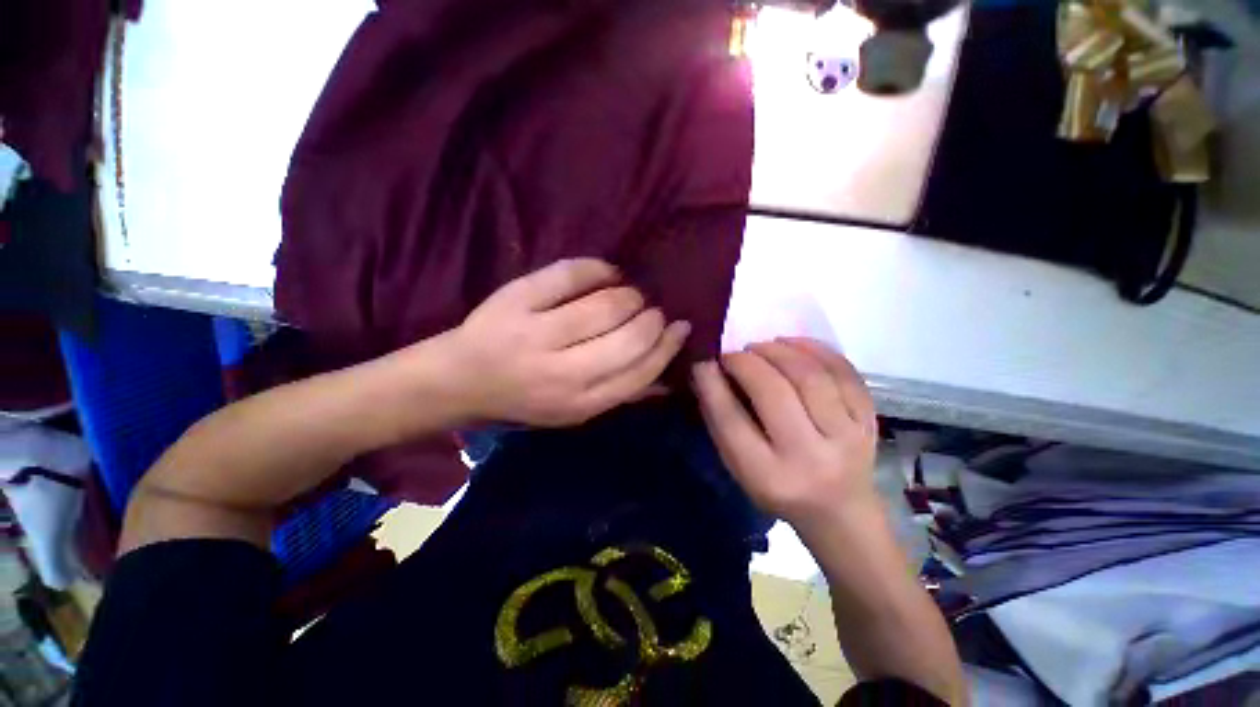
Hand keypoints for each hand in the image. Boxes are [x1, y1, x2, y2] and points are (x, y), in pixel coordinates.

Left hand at [442, 258, 690, 425]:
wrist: (461, 380)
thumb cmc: (525, 399)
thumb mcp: (576, 410)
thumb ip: (621, 393)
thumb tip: (669, 377)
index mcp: (579, 403)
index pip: (640, 371)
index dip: (666, 346)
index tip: (679, 327)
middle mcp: (561, 373)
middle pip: (628, 338)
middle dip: (652, 318)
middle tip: (654, 309)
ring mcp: (535, 333)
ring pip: (605, 305)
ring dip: (629, 294)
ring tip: (631, 294)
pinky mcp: (516, 300)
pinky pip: (570, 274)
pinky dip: (598, 268)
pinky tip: (607, 273)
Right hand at [692, 338, 877, 525]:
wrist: (840, 511)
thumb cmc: (778, 489)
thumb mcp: (739, 467)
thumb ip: (720, 420)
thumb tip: (706, 370)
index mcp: (769, 476)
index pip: (732, 420)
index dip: (713, 385)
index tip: (703, 362)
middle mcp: (810, 458)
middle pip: (774, 393)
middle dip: (747, 363)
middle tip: (733, 354)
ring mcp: (848, 437)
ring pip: (811, 376)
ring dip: (778, 351)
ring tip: (760, 347)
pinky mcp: (869, 420)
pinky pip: (843, 371)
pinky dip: (814, 349)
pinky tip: (792, 344)